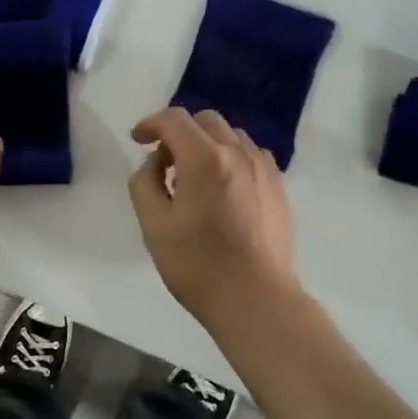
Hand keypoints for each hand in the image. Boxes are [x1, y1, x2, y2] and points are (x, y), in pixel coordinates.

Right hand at [127, 107, 300, 329]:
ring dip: (207, 144)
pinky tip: (224, 188)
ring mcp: (264, 168)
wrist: (256, 299)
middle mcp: (238, 153)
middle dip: (179, 132)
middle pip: (205, 121)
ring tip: (195, 178)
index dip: (151, 124)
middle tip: (165, 164)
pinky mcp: (279, 186)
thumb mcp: (154, 226)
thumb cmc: (197, 266)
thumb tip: (156, 163)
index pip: (174, 119)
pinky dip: (231, 158)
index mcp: (204, 159)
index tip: (138, 141)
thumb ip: (145, 183)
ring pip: (231, 135)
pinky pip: (252, 155)